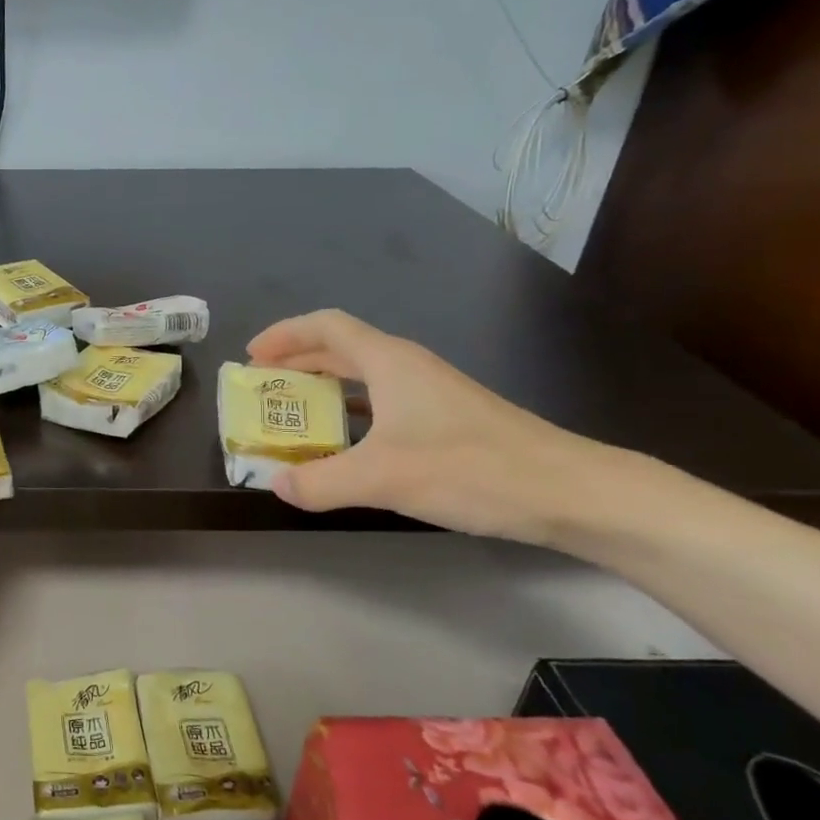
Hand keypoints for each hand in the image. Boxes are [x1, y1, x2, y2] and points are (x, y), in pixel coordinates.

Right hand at [246, 310, 604, 543]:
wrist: (567, 491)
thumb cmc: (470, 469)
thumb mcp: (382, 477)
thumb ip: (320, 482)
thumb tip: (277, 484)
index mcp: (389, 362)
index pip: (326, 327)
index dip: (284, 335)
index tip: (252, 357)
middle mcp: (407, 367)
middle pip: (340, 349)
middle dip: (296, 362)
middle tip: (263, 387)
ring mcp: (430, 392)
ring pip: (362, 376)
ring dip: (323, 388)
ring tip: (293, 414)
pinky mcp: (445, 418)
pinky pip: (381, 402)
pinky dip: (350, 412)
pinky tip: (345, 443)